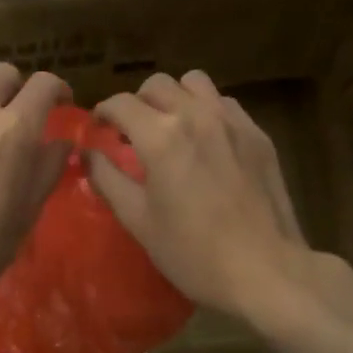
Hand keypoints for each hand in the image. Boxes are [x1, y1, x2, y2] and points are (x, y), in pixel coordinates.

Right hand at [87, 71, 333, 319]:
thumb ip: (108, 180)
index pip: (121, 103)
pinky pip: (226, 103)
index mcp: (161, 137)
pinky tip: (207, 142)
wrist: (266, 270)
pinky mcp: (258, 135)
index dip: (103, 112)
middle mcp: (197, 116)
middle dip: (137, 102)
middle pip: (157, 84)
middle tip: (132, 131)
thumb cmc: (193, 253)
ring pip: (195, 83)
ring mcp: (233, 122)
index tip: (99, 129)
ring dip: (175, 97)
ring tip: (171, 127)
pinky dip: (207, 111)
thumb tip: (86, 154)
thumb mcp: (139, 222)